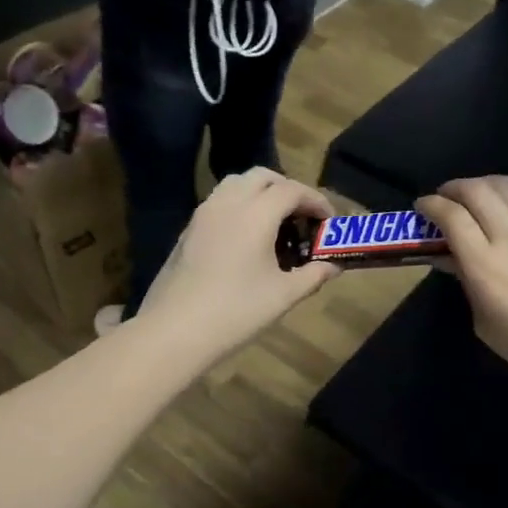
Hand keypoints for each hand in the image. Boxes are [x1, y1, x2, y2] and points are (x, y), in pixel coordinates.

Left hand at [138, 170, 340, 363]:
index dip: (315, 200)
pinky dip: (239, 206)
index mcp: (255, 214)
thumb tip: (332, 266)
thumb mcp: (283, 296)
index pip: (291, 190)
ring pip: (235, 185)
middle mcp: (228, 203)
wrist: (174, 330)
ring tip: (274, 224)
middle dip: (287, 189)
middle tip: (302, 217)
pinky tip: (245, 239)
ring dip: (260, 193)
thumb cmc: (236, 312)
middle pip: (262, 177)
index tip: (328, 220)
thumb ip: (312, 275)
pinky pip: (218, 202)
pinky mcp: (188, 230)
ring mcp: (203, 215)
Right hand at [417, 177, 507, 398]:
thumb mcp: (486, 324)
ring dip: (484, 183)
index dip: (431, 205)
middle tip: (445, 198)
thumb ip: (468, 285)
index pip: (451, 216)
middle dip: (453, 188)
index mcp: (484, 265)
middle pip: (476, 190)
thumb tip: (455, 259)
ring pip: (507, 184)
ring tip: (476, 194)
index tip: (422, 207)